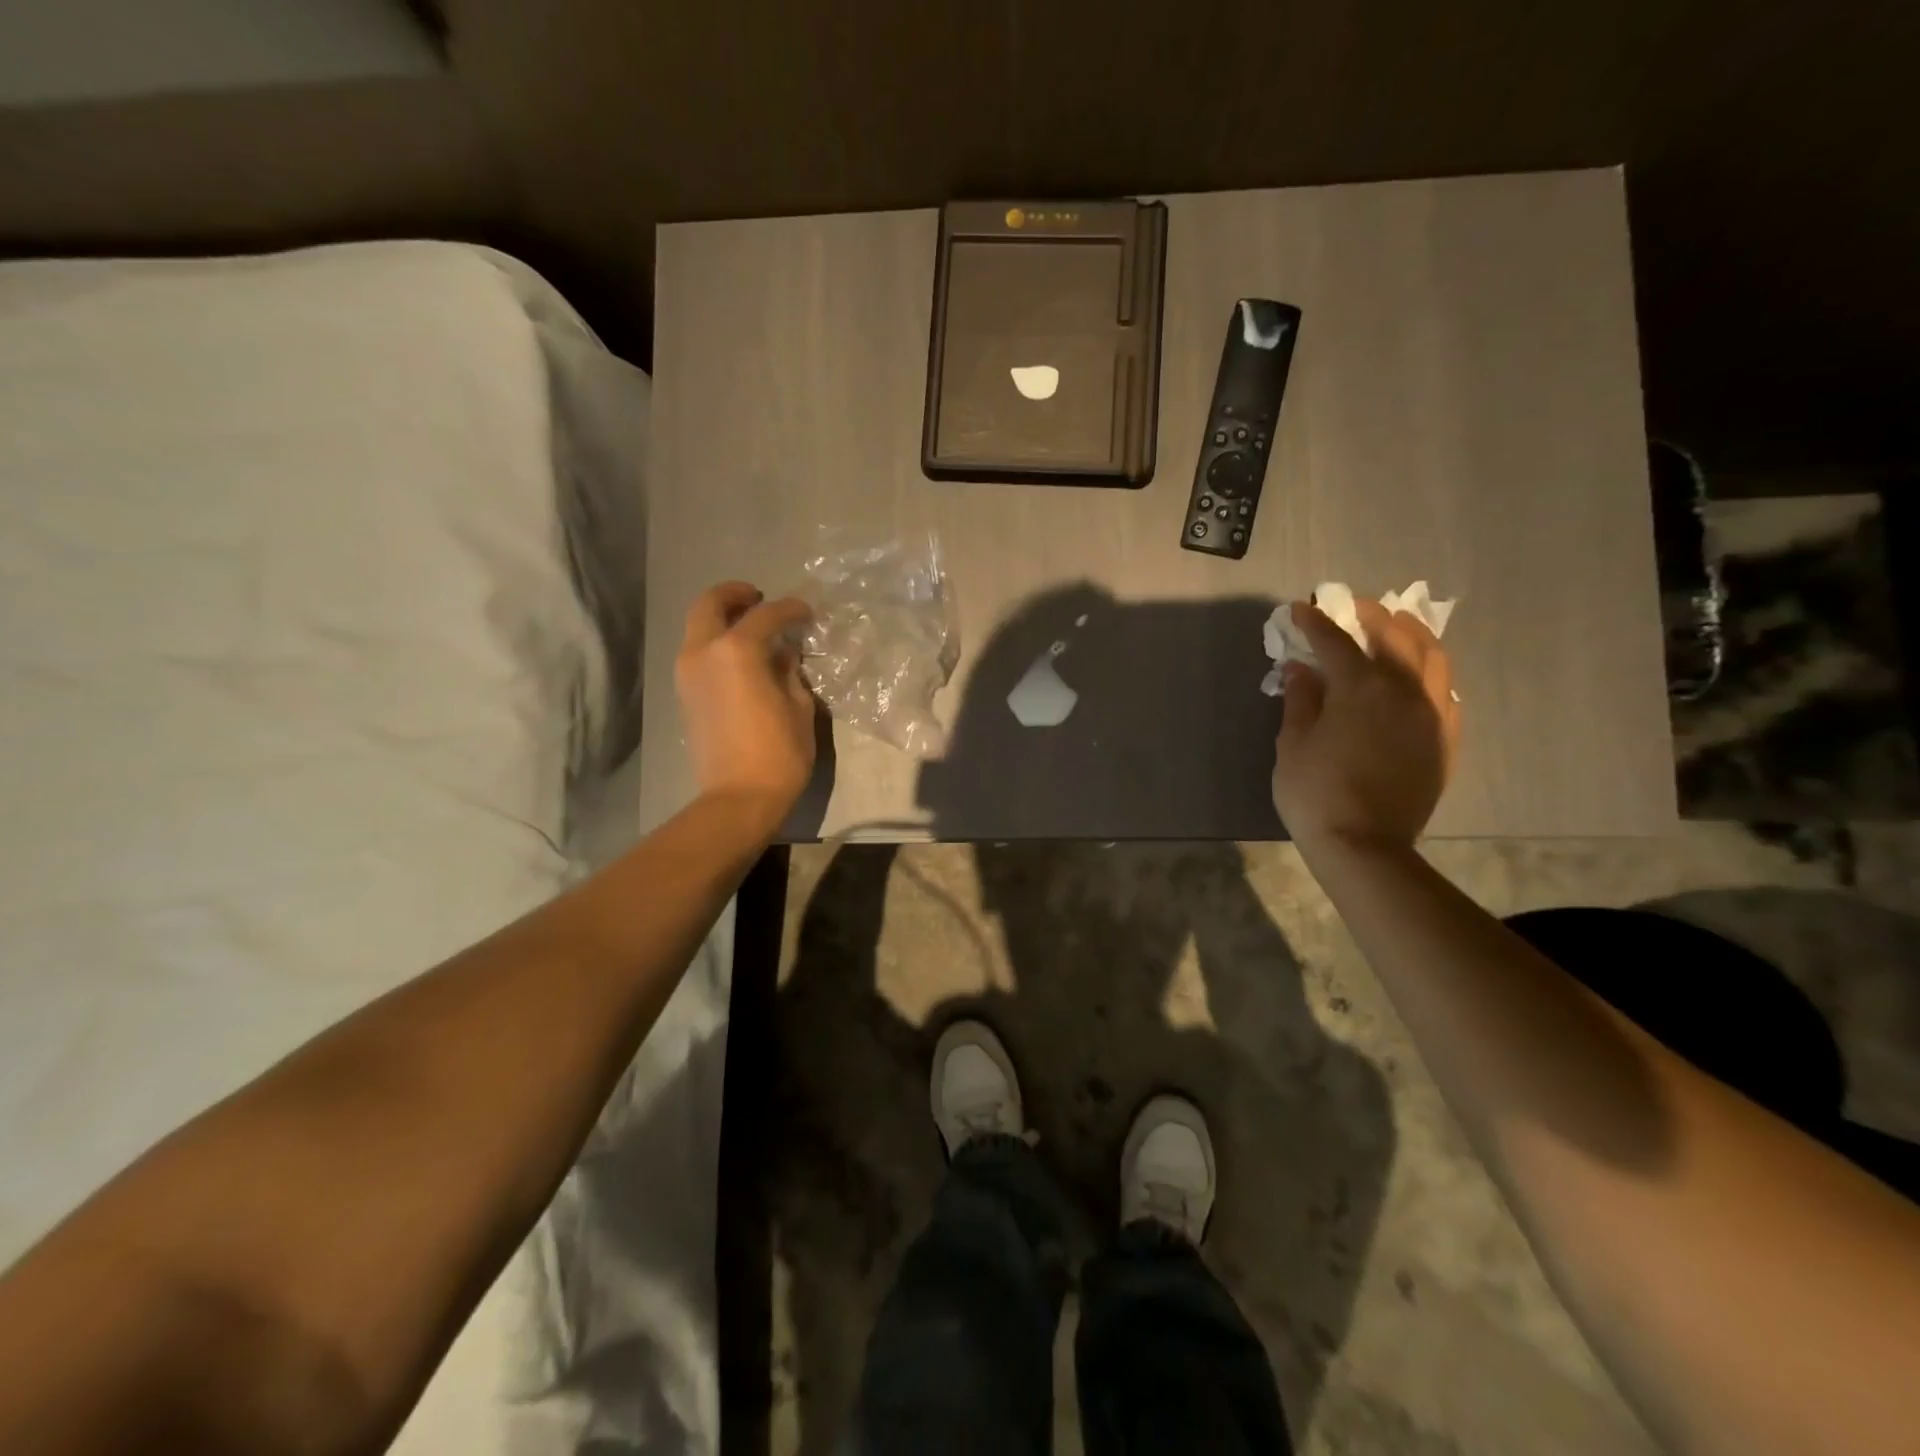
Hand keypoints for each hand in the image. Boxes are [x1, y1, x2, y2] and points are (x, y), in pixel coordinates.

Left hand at [675, 582, 817, 827]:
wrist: (738, 798)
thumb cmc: (779, 753)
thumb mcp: (799, 708)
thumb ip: (790, 672)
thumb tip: (784, 655)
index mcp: (737, 651)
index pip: (766, 615)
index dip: (790, 609)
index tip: (807, 613)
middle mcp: (704, 652)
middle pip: (710, 604)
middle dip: (735, 595)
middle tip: (759, 598)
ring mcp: (688, 673)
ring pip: (698, 627)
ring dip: (722, 619)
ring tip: (752, 628)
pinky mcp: (685, 693)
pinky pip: (698, 651)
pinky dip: (716, 642)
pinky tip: (742, 657)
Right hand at [1272, 599, 1458, 851]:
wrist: (1365, 845)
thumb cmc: (1316, 793)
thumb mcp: (1293, 744)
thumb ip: (1300, 699)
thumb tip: (1301, 668)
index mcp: (1361, 688)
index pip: (1337, 641)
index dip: (1315, 622)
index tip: (1300, 610)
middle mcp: (1405, 690)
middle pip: (1394, 636)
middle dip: (1369, 616)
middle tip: (1349, 610)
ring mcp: (1432, 713)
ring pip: (1432, 656)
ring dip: (1410, 634)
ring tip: (1393, 628)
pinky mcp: (1445, 737)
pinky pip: (1445, 689)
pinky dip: (1429, 670)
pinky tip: (1416, 674)